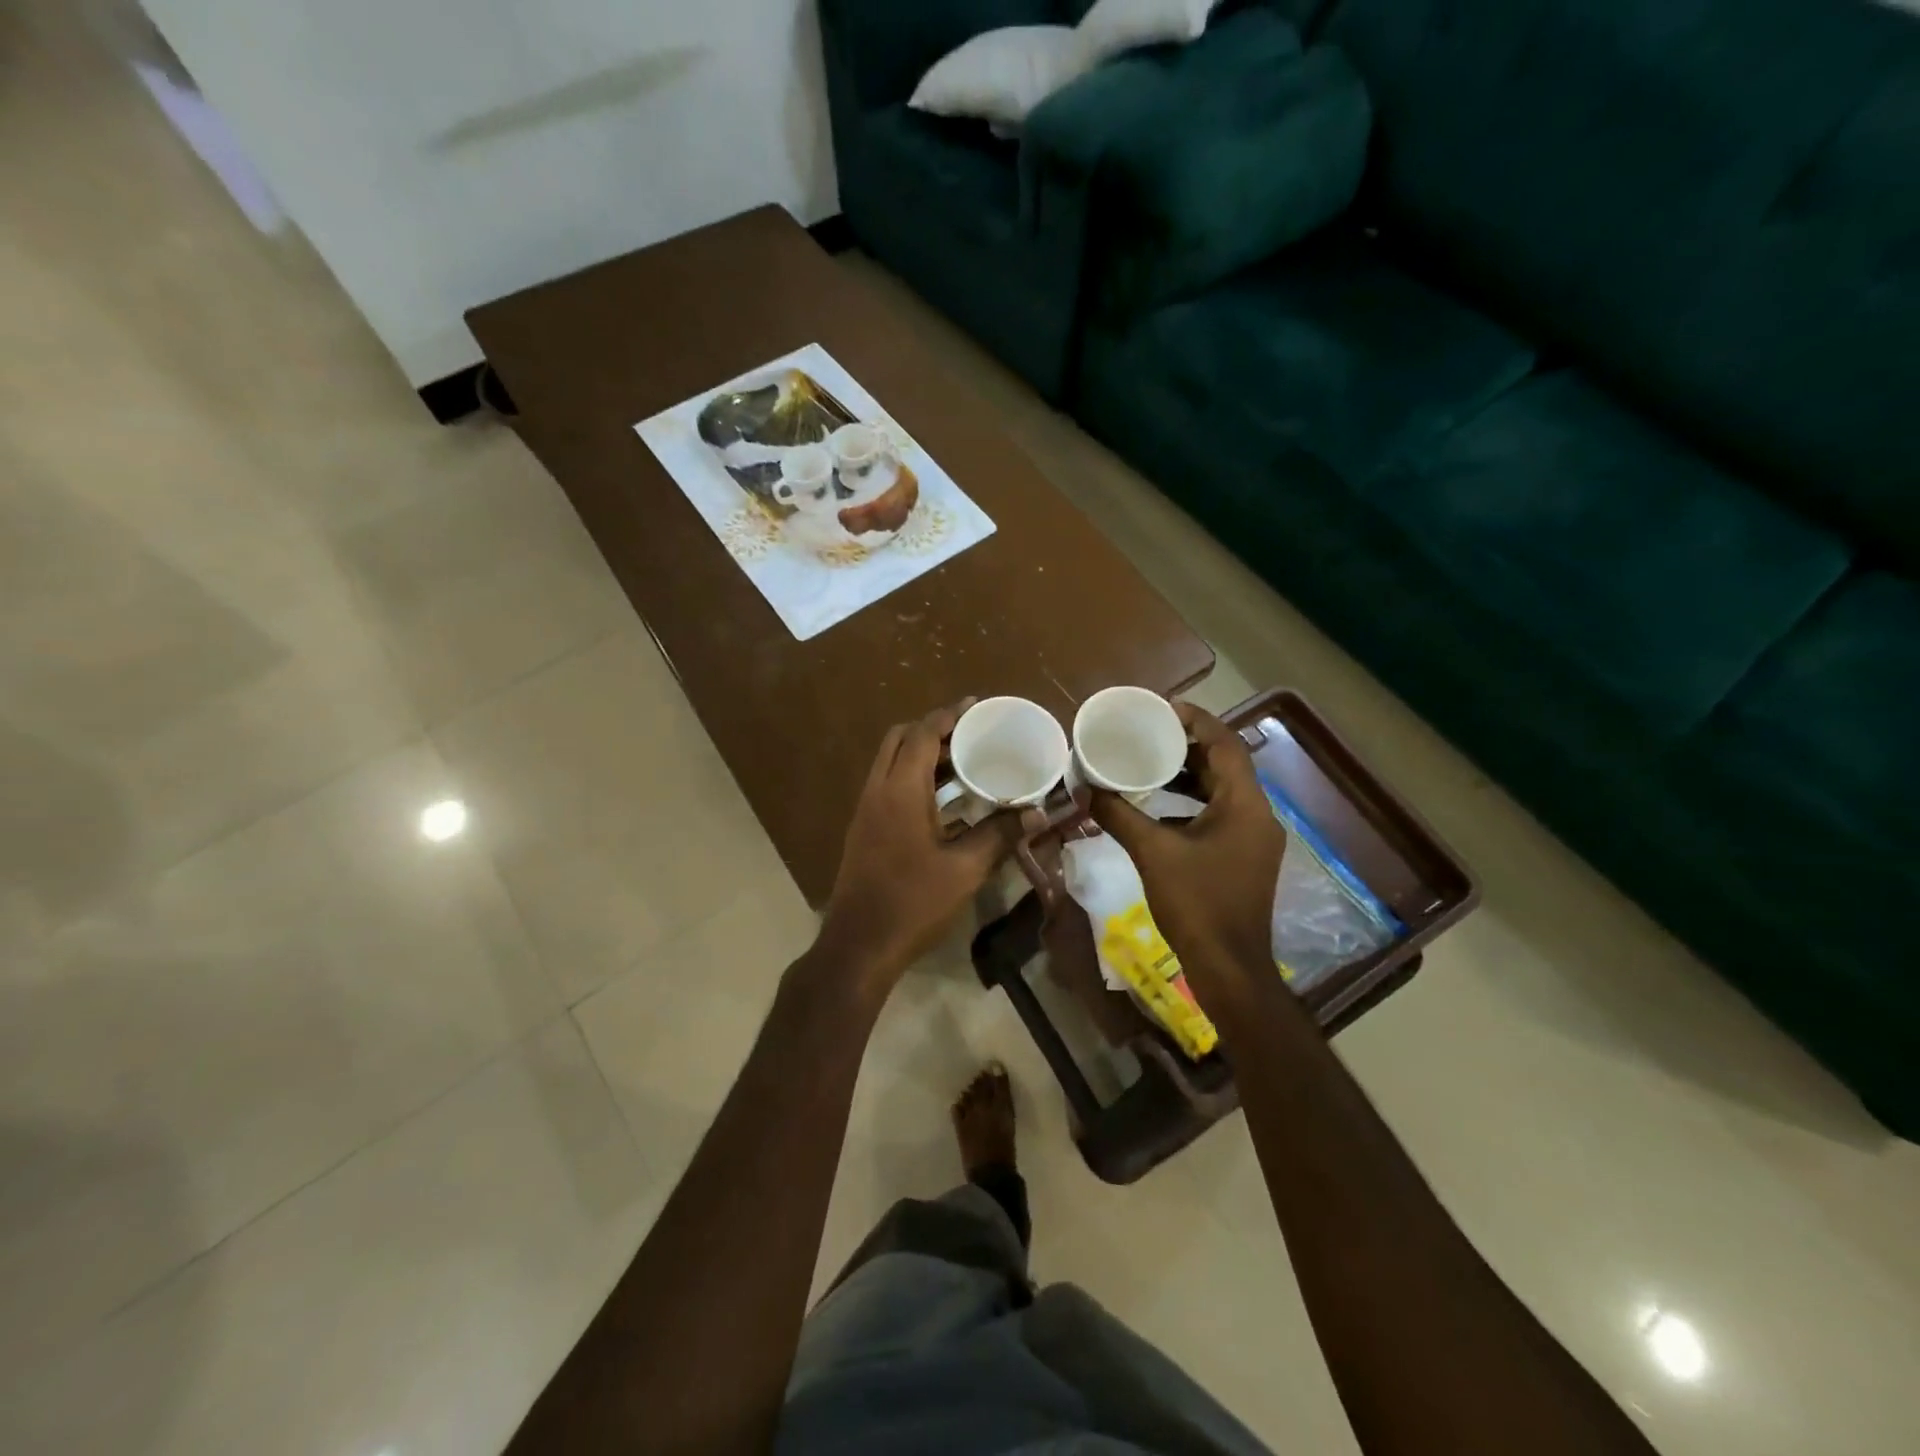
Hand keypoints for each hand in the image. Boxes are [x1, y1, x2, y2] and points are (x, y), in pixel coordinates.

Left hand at [817, 701, 1023, 987]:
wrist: (860, 944)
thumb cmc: (913, 902)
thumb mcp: (965, 869)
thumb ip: (1001, 834)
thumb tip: (1038, 813)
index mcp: (900, 790)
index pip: (923, 734)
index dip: (949, 715)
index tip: (975, 706)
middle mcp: (877, 790)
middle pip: (899, 739)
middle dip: (932, 729)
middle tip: (968, 734)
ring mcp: (866, 809)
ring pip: (890, 762)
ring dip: (921, 753)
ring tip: (962, 760)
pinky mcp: (864, 828)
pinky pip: (887, 784)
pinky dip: (912, 776)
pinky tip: (942, 799)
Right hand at [1088, 701, 1286, 973]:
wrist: (1229, 967)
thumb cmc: (1197, 903)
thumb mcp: (1152, 853)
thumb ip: (1118, 816)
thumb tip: (1085, 789)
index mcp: (1244, 805)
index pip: (1225, 744)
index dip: (1196, 721)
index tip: (1162, 709)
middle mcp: (1257, 815)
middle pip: (1225, 765)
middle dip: (1188, 746)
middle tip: (1149, 734)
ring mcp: (1253, 839)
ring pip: (1222, 792)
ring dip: (1189, 776)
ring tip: (1150, 764)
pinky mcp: (1244, 858)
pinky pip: (1219, 815)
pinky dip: (1191, 804)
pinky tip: (1159, 809)